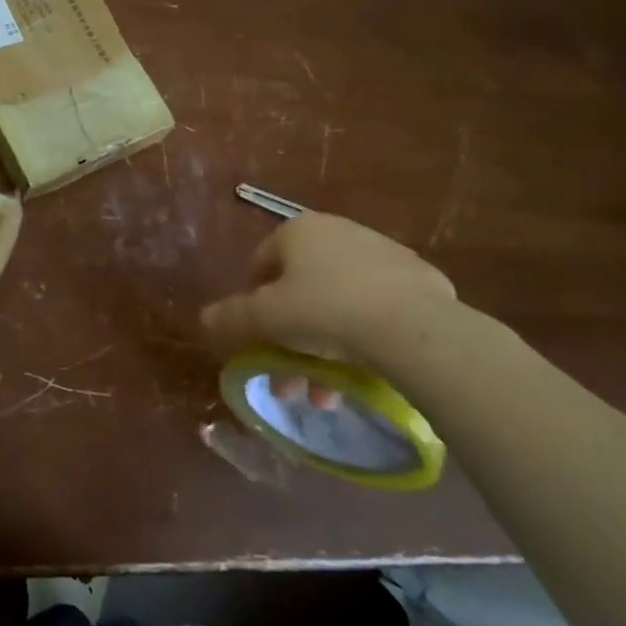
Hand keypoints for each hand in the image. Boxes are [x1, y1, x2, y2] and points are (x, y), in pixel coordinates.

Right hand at [201, 212, 460, 403]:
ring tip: (328, 393)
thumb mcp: (264, 319)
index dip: (252, 304)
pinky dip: (367, 334)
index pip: (261, 263)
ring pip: (341, 302)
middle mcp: (338, 231)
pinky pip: (379, 308)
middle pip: (302, 288)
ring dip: (326, 347)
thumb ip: (231, 318)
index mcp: (298, 231)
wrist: (412, 327)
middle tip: (291, 379)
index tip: (257, 341)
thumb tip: (204, 319)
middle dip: (291, 338)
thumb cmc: (324, 311)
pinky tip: (368, 369)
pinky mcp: (420, 279)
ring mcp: (383, 252)